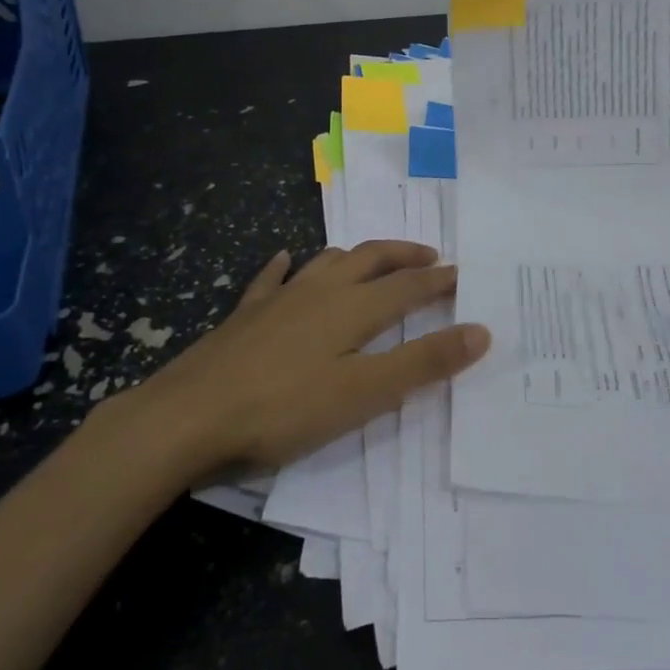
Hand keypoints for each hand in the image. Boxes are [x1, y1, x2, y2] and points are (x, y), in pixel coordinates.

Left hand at [96, 241, 489, 474]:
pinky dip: (286, 265)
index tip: (463, 273)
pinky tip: (286, 259)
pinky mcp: (246, 314)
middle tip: (429, 255)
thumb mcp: (365, 394)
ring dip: (356, 255)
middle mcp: (320, 290)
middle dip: (403, 254)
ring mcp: (279, 298)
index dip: (439, 280)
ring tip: (371, 258)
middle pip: (370, 259)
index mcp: (353, 308)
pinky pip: (272, 278)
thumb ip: (423, 362)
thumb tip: (480, 330)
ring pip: (326, 261)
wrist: (189, 415)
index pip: (408, 285)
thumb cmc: (284, 408)